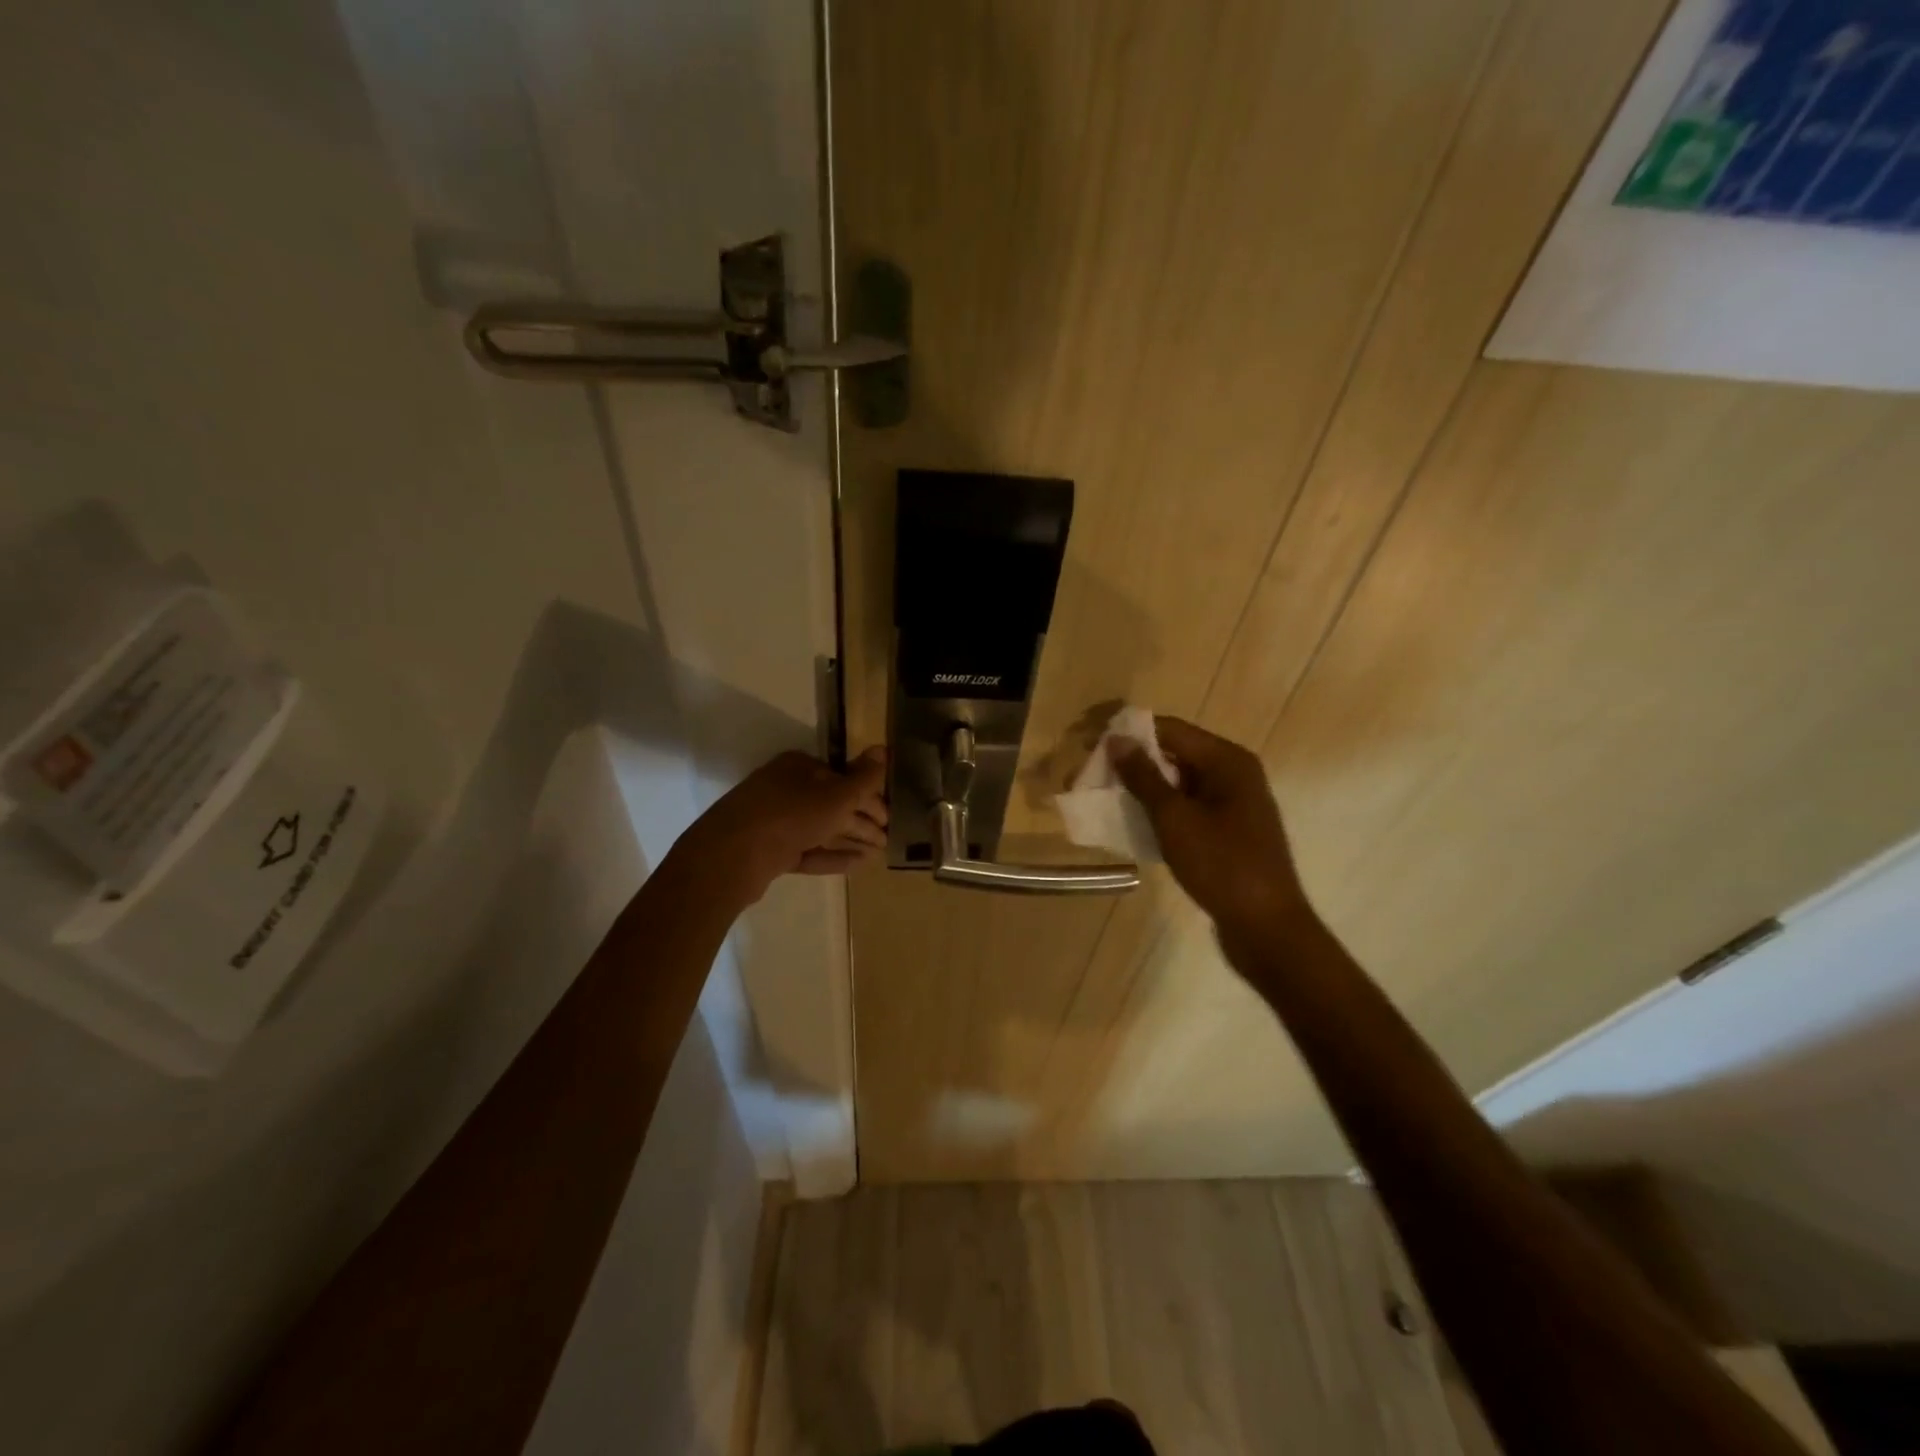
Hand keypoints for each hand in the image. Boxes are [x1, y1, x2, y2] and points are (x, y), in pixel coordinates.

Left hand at [682, 747, 888, 905]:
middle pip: (833, 803)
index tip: (888, 817)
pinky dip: (832, 855)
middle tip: (887, 839)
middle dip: (862, 821)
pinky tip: (857, 865)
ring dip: (851, 839)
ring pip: (821, 828)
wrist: (732, 856)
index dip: (869, 796)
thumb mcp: (836, 796)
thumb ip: (864, 778)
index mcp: (799, 767)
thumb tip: (884, 748)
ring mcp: (775, 821)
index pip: (842, 777)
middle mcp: (786, 789)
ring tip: (877, 854)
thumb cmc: (790, 815)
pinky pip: (808, 850)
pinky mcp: (770, 850)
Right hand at [1111, 718, 1311, 941]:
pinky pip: (1186, 806)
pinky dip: (1159, 809)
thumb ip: (1144, 777)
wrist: (1266, 927)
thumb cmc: (1221, 865)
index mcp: (1227, 760)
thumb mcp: (1175, 818)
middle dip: (1131, 761)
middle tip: (1090, 774)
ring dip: (1142, 787)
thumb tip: (1116, 740)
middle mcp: (1233, 773)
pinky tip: (1131, 821)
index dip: (1127, 733)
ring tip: (1102, 797)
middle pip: (1174, 753)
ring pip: (1178, 782)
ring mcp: (1232, 803)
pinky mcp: (1227, 830)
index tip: (1088, 744)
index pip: (1169, 729)